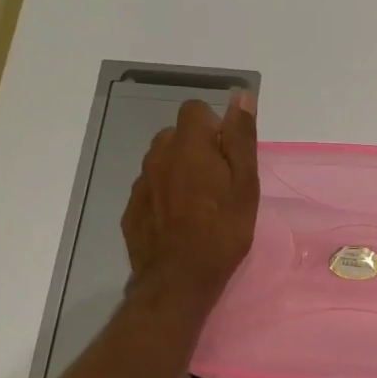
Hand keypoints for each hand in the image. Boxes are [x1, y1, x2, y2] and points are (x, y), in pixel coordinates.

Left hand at [123, 93, 258, 308]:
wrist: (178, 281)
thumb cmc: (222, 231)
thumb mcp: (244, 183)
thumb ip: (241, 137)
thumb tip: (242, 96)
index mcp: (188, 145)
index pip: (195, 110)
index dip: (215, 127)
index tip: (228, 156)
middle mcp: (158, 156)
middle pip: (177, 135)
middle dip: (197, 149)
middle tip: (219, 183)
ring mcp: (140, 183)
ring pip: (162, 162)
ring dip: (180, 171)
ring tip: (199, 204)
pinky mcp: (131, 209)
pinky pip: (151, 188)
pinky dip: (165, 196)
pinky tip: (180, 222)